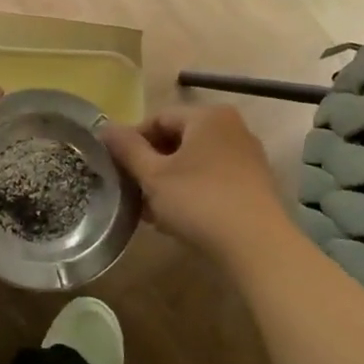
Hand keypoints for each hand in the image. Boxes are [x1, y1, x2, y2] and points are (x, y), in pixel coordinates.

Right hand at [100, 103, 293, 262]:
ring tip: (149, 209)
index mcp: (207, 116)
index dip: (131, 141)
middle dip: (150, 164)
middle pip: (177, 139)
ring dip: (168, 181)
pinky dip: (190, 191)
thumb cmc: (199, 202)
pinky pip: (212, 178)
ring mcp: (246, 156)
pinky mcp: (254, 184)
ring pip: (194, 162)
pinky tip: (175, 218)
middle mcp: (231, 128)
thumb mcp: (153, 176)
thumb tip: (105, 128)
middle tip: (131, 190)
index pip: (157, 119)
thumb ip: (127, 149)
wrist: (258, 248)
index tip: (115, 167)